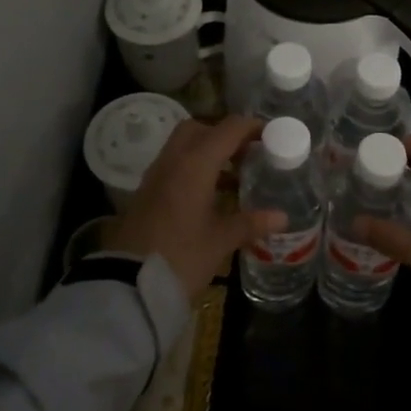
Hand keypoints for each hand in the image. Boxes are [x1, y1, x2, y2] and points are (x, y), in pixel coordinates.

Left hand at [105, 115, 285, 300]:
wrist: (128, 284)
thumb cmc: (181, 257)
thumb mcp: (220, 241)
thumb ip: (250, 223)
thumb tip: (282, 217)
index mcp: (195, 164)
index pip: (228, 129)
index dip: (251, 127)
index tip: (271, 135)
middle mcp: (174, 160)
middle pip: (199, 129)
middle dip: (224, 135)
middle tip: (247, 153)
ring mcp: (156, 175)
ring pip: (183, 146)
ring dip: (208, 152)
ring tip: (235, 176)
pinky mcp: (146, 192)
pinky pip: (174, 165)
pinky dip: (194, 168)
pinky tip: (210, 195)